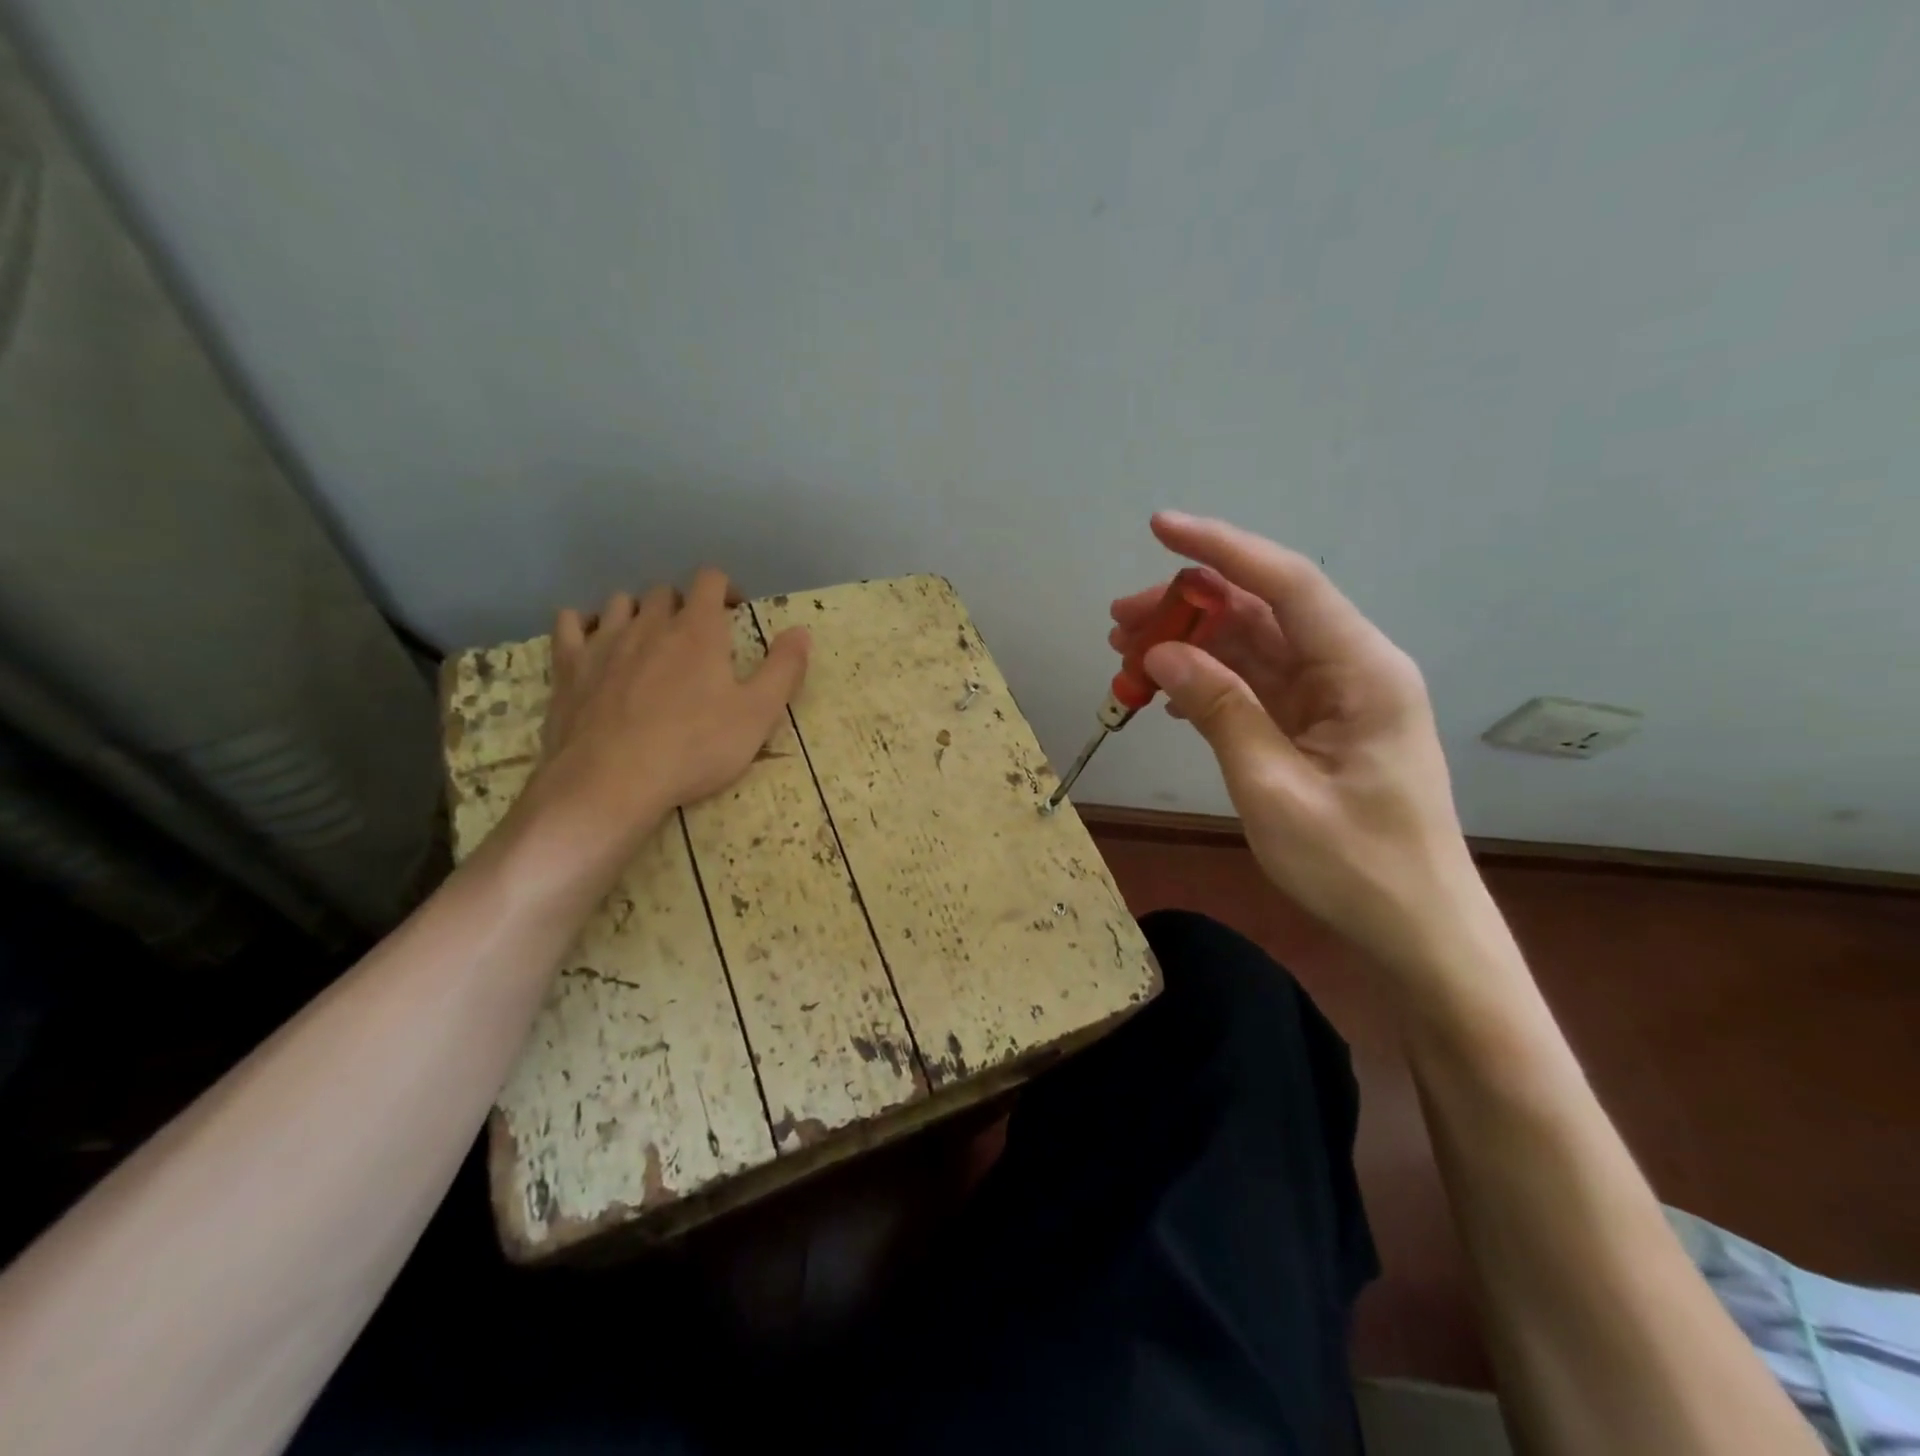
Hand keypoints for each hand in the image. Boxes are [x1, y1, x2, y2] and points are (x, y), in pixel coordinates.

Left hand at [512, 568, 808, 878]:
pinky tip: (593, 641)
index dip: (726, 588)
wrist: (612, 781)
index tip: (736, 612)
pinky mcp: (569, 667)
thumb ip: (784, 669)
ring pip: (620, 603)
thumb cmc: (695, 748)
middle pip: (665, 591)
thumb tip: (802, 631)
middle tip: (696, 637)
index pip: (710, 580)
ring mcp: (603, 642)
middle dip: (683, 605)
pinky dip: (584, 624)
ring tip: (649, 639)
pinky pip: (570, 624)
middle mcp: (650, 623)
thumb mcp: (758, 715)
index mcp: (698, 630)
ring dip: (638, 612)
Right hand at [1112, 512, 1476, 976]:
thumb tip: (1162, 653)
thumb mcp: (1273, 789)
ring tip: (1126, 655)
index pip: (1287, 584)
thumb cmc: (1354, 866)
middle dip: (1188, 607)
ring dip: (1191, 645)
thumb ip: (1220, 711)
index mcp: (1361, 671)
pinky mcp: (1317, 725)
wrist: (1416, 931)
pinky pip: (1256, 685)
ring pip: (1253, 647)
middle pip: (1262, 612)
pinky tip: (1166, 695)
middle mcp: (1351, 669)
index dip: (1221, 549)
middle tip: (1118, 622)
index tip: (1159, 528)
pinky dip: (1209, 683)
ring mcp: (1334, 698)